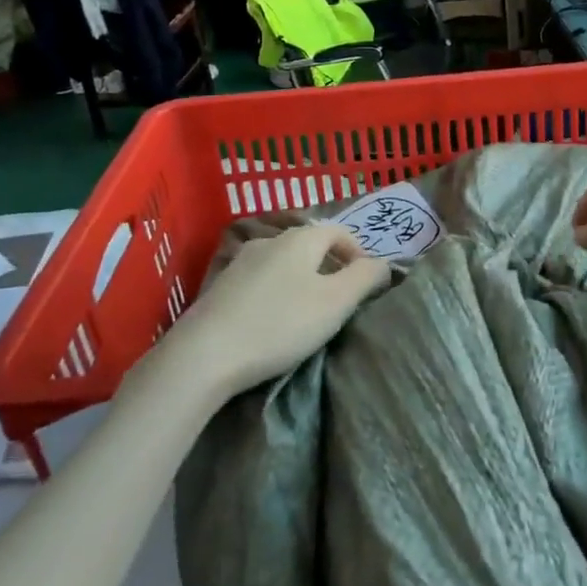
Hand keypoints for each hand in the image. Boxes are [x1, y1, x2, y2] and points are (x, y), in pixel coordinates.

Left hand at [166, 224, 390, 397]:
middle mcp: (268, 241)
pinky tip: (274, 320)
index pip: (337, 230)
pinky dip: (276, 292)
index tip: (365, 280)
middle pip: (308, 244)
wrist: (204, 355)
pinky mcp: (220, 288)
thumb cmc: (280, 324)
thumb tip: (382, 264)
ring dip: (302, 279)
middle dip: (329, 265)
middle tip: (341, 298)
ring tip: (309, 311)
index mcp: (299, 239)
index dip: (356, 250)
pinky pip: (260, 280)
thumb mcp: (336, 302)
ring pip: (282, 263)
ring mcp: (239, 263)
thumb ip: (365, 278)